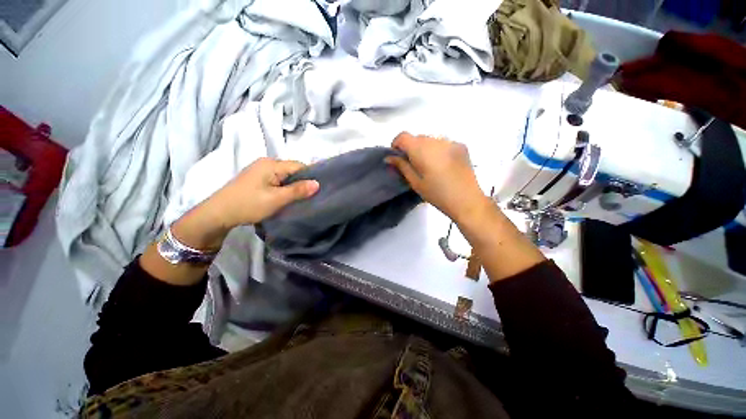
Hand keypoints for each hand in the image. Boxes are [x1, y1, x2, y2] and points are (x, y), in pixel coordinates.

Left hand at [208, 157, 319, 228]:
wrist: (218, 214)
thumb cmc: (248, 204)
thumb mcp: (276, 199)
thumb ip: (297, 190)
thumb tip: (318, 183)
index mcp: (271, 164)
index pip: (299, 166)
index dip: (310, 176)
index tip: (319, 190)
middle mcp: (266, 163)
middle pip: (292, 170)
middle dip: (302, 182)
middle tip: (310, 197)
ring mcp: (260, 171)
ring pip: (285, 176)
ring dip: (293, 186)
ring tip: (300, 199)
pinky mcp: (257, 179)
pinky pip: (277, 180)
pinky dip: (284, 188)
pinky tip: (286, 198)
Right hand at [386, 132, 487, 222]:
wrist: (467, 200)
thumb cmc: (437, 194)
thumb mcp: (415, 182)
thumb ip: (402, 166)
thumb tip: (389, 157)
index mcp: (422, 150)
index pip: (403, 136)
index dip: (396, 144)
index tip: (397, 157)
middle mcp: (436, 140)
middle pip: (417, 138)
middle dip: (411, 148)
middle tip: (413, 165)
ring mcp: (450, 142)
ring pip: (430, 139)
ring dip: (425, 148)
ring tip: (429, 166)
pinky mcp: (461, 146)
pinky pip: (443, 143)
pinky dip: (438, 150)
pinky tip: (442, 165)